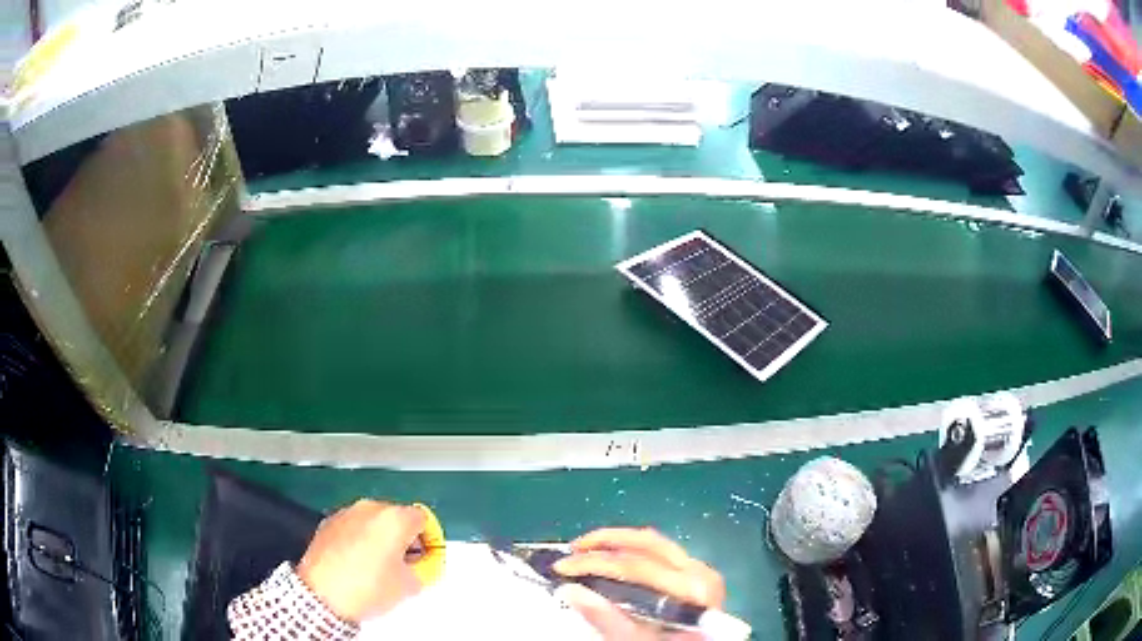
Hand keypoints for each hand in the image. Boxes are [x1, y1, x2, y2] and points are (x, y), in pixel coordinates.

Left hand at [297, 500, 425, 622]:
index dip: (429, 539)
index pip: (423, 519)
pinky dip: (358, 539)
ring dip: (380, 537)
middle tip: (405, 563)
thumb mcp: (409, 585)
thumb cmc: (367, 588)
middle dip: (403, 537)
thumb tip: (416, 565)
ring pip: (373, 520)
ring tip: (379, 565)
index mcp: (395, 518)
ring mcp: (346, 513)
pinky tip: (357, 563)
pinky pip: (352, 526)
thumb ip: (421, 568)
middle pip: (397, 516)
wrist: (322, 594)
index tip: (427, 556)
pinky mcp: (328, 522)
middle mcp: (370, 508)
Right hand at [553, 528, 725, 639]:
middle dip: (605, 541)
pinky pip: (661, 552)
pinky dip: (633, 551)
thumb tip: (572, 590)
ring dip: (617, 541)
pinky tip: (612, 557)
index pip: (635, 566)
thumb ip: (607, 618)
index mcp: (691, 589)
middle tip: (572, 550)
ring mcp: (700, 570)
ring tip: (586, 548)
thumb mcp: (635, 640)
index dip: (594, 562)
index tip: (561, 566)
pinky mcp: (695, 573)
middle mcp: (699, 572)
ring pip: (654, 542)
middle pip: (647, 543)